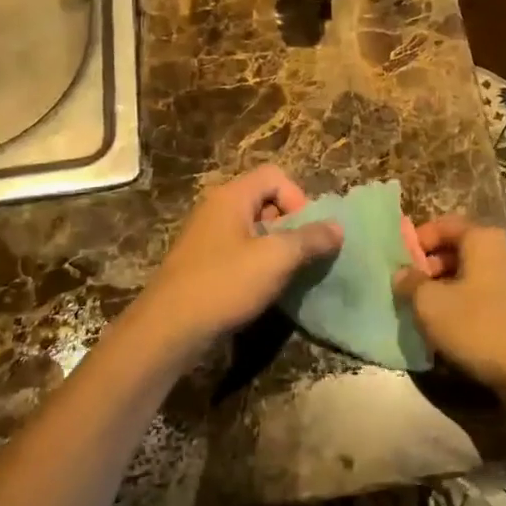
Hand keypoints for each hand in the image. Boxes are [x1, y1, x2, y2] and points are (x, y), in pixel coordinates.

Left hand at [127, 166, 343, 362]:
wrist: (168, 329)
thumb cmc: (224, 284)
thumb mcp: (275, 260)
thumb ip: (309, 239)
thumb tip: (338, 227)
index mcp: (231, 196)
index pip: (275, 176)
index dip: (298, 198)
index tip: (305, 233)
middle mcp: (216, 208)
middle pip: (264, 200)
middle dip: (289, 225)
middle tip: (299, 255)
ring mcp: (206, 235)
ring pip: (252, 228)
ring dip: (274, 247)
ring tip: (284, 275)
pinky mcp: (201, 262)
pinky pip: (238, 250)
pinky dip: (256, 263)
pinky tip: (261, 289)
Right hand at [393, 216, 505, 393]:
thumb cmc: (478, 326)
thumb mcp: (430, 304)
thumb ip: (411, 283)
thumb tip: (402, 274)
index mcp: (485, 238)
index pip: (444, 224)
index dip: (418, 240)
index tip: (400, 262)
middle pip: (461, 247)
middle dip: (432, 265)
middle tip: (412, 289)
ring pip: (476, 271)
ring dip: (449, 285)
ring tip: (430, 310)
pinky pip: (490, 291)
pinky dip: (470, 300)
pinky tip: (457, 325)